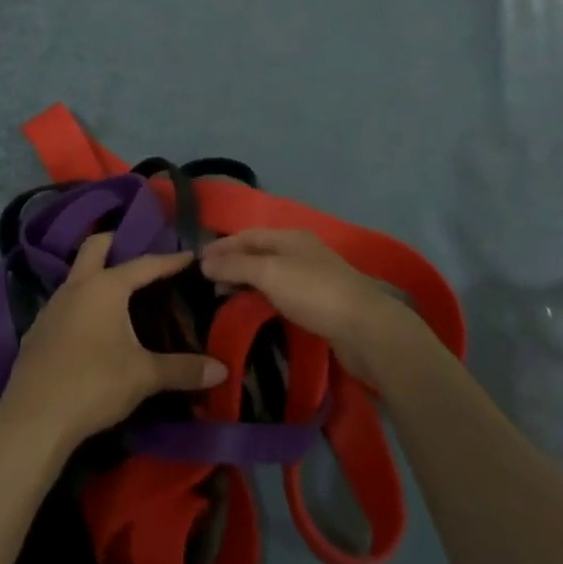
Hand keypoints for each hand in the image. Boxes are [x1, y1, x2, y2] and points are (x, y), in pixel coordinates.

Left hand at [0, 233, 225, 450]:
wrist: (34, 419)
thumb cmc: (94, 384)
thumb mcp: (144, 376)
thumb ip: (183, 369)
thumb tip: (222, 369)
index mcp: (105, 287)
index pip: (144, 264)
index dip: (169, 260)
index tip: (189, 255)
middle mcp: (76, 286)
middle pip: (95, 246)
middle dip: (116, 242)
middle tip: (138, 254)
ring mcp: (51, 307)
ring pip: (76, 275)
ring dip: (96, 275)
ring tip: (118, 293)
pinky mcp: (37, 331)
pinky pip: (64, 304)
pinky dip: (81, 304)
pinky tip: (91, 328)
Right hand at [200, 229, 424, 388]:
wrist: (366, 328)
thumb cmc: (314, 293)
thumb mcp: (270, 274)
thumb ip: (236, 266)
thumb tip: (204, 261)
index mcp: (290, 237)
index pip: (248, 235)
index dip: (222, 246)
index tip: (196, 261)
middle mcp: (301, 251)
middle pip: (260, 252)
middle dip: (233, 262)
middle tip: (206, 281)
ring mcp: (313, 276)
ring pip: (271, 273)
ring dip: (248, 280)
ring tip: (225, 295)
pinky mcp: (321, 302)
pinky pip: (283, 292)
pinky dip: (263, 295)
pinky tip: (255, 308)